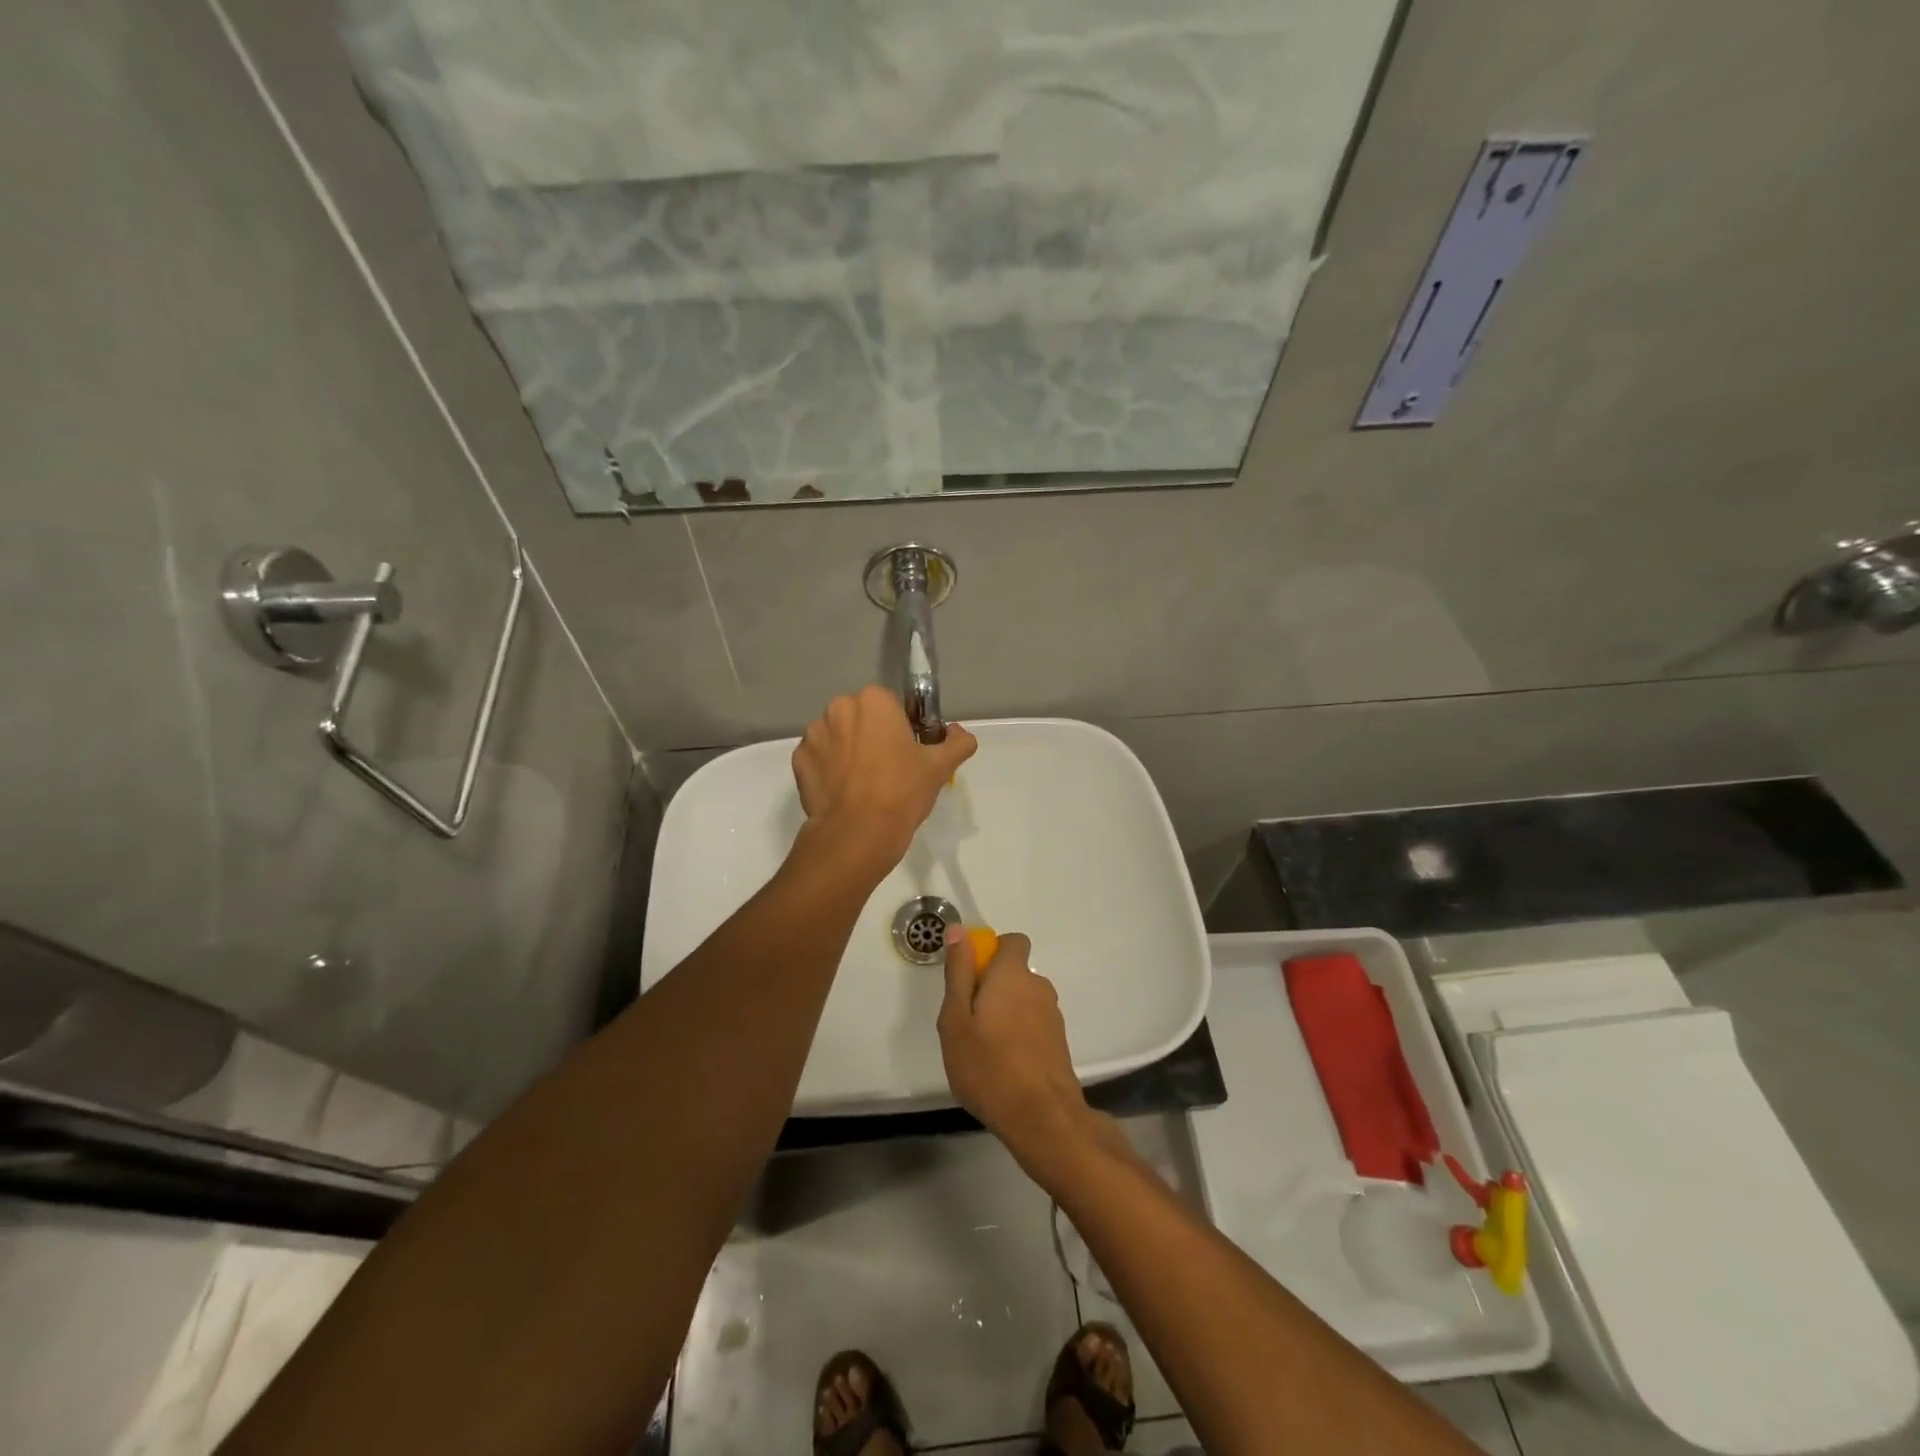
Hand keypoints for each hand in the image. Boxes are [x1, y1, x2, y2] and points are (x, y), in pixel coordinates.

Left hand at [791, 686, 976, 871]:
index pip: (890, 706)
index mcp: (874, 701)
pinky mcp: (798, 760)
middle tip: (888, 769)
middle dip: (871, 735)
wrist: (858, 833)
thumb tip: (961, 733)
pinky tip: (843, 792)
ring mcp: (814, 734)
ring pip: (838, 736)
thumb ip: (957, 743)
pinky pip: (819, 757)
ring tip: (863, 784)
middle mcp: (839, 708)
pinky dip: (829, 769)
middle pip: (861, 717)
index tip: (907, 753)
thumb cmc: (902, 792)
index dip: (900, 729)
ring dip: (848, 750)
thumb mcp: (940, 767)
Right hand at [938, 930, 1092, 1170]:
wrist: (1042, 1117)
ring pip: (1023, 1000)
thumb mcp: (956, 1019)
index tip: (970, 977)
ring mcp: (1052, 1016)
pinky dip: (1019, 1034)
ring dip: (1005, 1013)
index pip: (1012, 941)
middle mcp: (1038, 986)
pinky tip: (1004, 1065)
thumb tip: (958, 930)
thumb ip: (958, 972)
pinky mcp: (1059, 1042)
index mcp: (1013, 974)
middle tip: (967, 1022)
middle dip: (993, 987)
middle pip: (1014, 973)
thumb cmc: (988, 1065)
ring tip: (983, 1049)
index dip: (991, 951)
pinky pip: (1033, 1024)